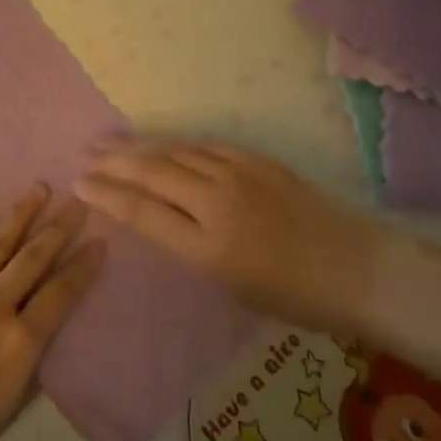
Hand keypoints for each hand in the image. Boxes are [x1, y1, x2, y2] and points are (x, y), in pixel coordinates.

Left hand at [0, 185, 102, 440]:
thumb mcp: (11, 406)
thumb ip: (32, 360)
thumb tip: (46, 324)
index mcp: (19, 343)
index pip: (60, 295)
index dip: (83, 266)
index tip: (99, 241)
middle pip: (33, 259)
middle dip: (59, 228)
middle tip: (78, 202)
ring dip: (21, 214)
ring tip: (39, 188)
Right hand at [76, 139, 394, 330]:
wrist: (361, 269)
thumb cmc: (298, 298)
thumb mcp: (233, 286)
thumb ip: (190, 247)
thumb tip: (158, 217)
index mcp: (208, 248)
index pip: (141, 212)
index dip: (106, 195)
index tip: (79, 184)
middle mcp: (217, 203)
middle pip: (152, 173)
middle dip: (113, 163)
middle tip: (85, 156)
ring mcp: (238, 174)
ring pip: (175, 152)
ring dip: (138, 147)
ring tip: (110, 142)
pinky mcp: (257, 160)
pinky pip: (205, 145)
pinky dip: (177, 143)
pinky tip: (162, 143)